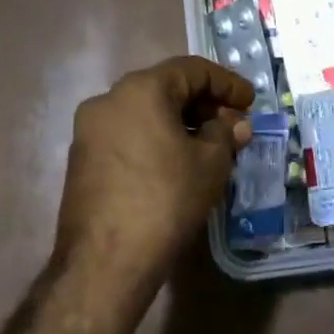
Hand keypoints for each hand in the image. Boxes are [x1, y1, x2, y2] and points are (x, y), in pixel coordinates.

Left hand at [54, 57, 252, 290]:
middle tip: (233, 126)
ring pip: (145, 112)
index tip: (250, 102)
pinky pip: (128, 134)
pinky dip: (156, 139)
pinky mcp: (82, 159)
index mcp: (140, 89)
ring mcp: (90, 129)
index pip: (192, 70)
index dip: (227, 83)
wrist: (104, 263)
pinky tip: (177, 163)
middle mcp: (108, 98)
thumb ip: (226, 134)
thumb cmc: (165, 201)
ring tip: (210, 146)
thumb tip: (234, 125)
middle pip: (166, 88)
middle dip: (204, 104)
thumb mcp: (210, 164)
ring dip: (180, 122)